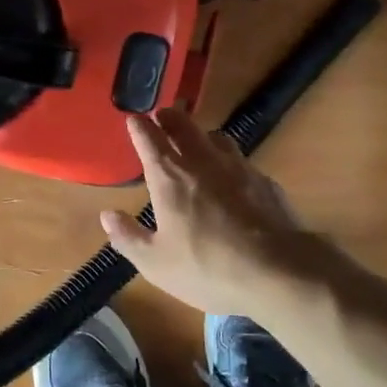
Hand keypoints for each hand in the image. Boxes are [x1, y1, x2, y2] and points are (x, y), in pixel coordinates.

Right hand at [99, 108, 327, 318]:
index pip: (149, 139)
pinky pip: (241, 160)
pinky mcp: (265, 181)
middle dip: (169, 118)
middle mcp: (203, 162)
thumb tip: (107, 216)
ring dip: (201, 134)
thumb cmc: (208, 268)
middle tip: (162, 115)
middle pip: (184, 126)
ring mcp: (238, 167)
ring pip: (216, 137)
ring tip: (197, 141)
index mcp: (170, 177)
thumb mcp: (157, 263)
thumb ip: (129, 237)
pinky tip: (233, 177)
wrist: (279, 271)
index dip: (138, 126)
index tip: (132, 119)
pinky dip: (229, 160)